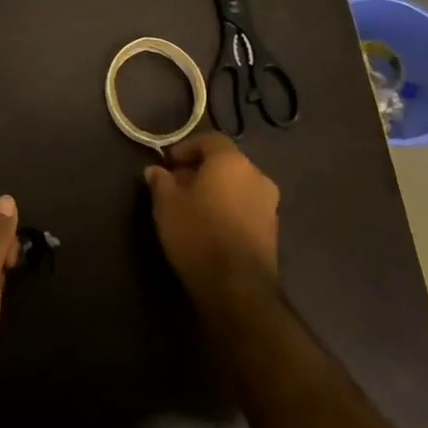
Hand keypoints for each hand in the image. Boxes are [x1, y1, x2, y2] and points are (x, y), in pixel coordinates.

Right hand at [144, 132, 279, 292]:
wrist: (237, 287)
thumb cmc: (198, 233)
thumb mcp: (166, 205)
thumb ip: (160, 181)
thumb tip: (155, 170)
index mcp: (232, 162)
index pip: (209, 140)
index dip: (185, 148)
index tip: (167, 164)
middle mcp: (257, 176)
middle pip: (225, 163)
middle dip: (199, 170)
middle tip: (175, 186)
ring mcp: (269, 204)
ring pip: (237, 186)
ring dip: (215, 191)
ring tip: (191, 208)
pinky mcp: (272, 230)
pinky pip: (245, 207)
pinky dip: (228, 208)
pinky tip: (209, 226)